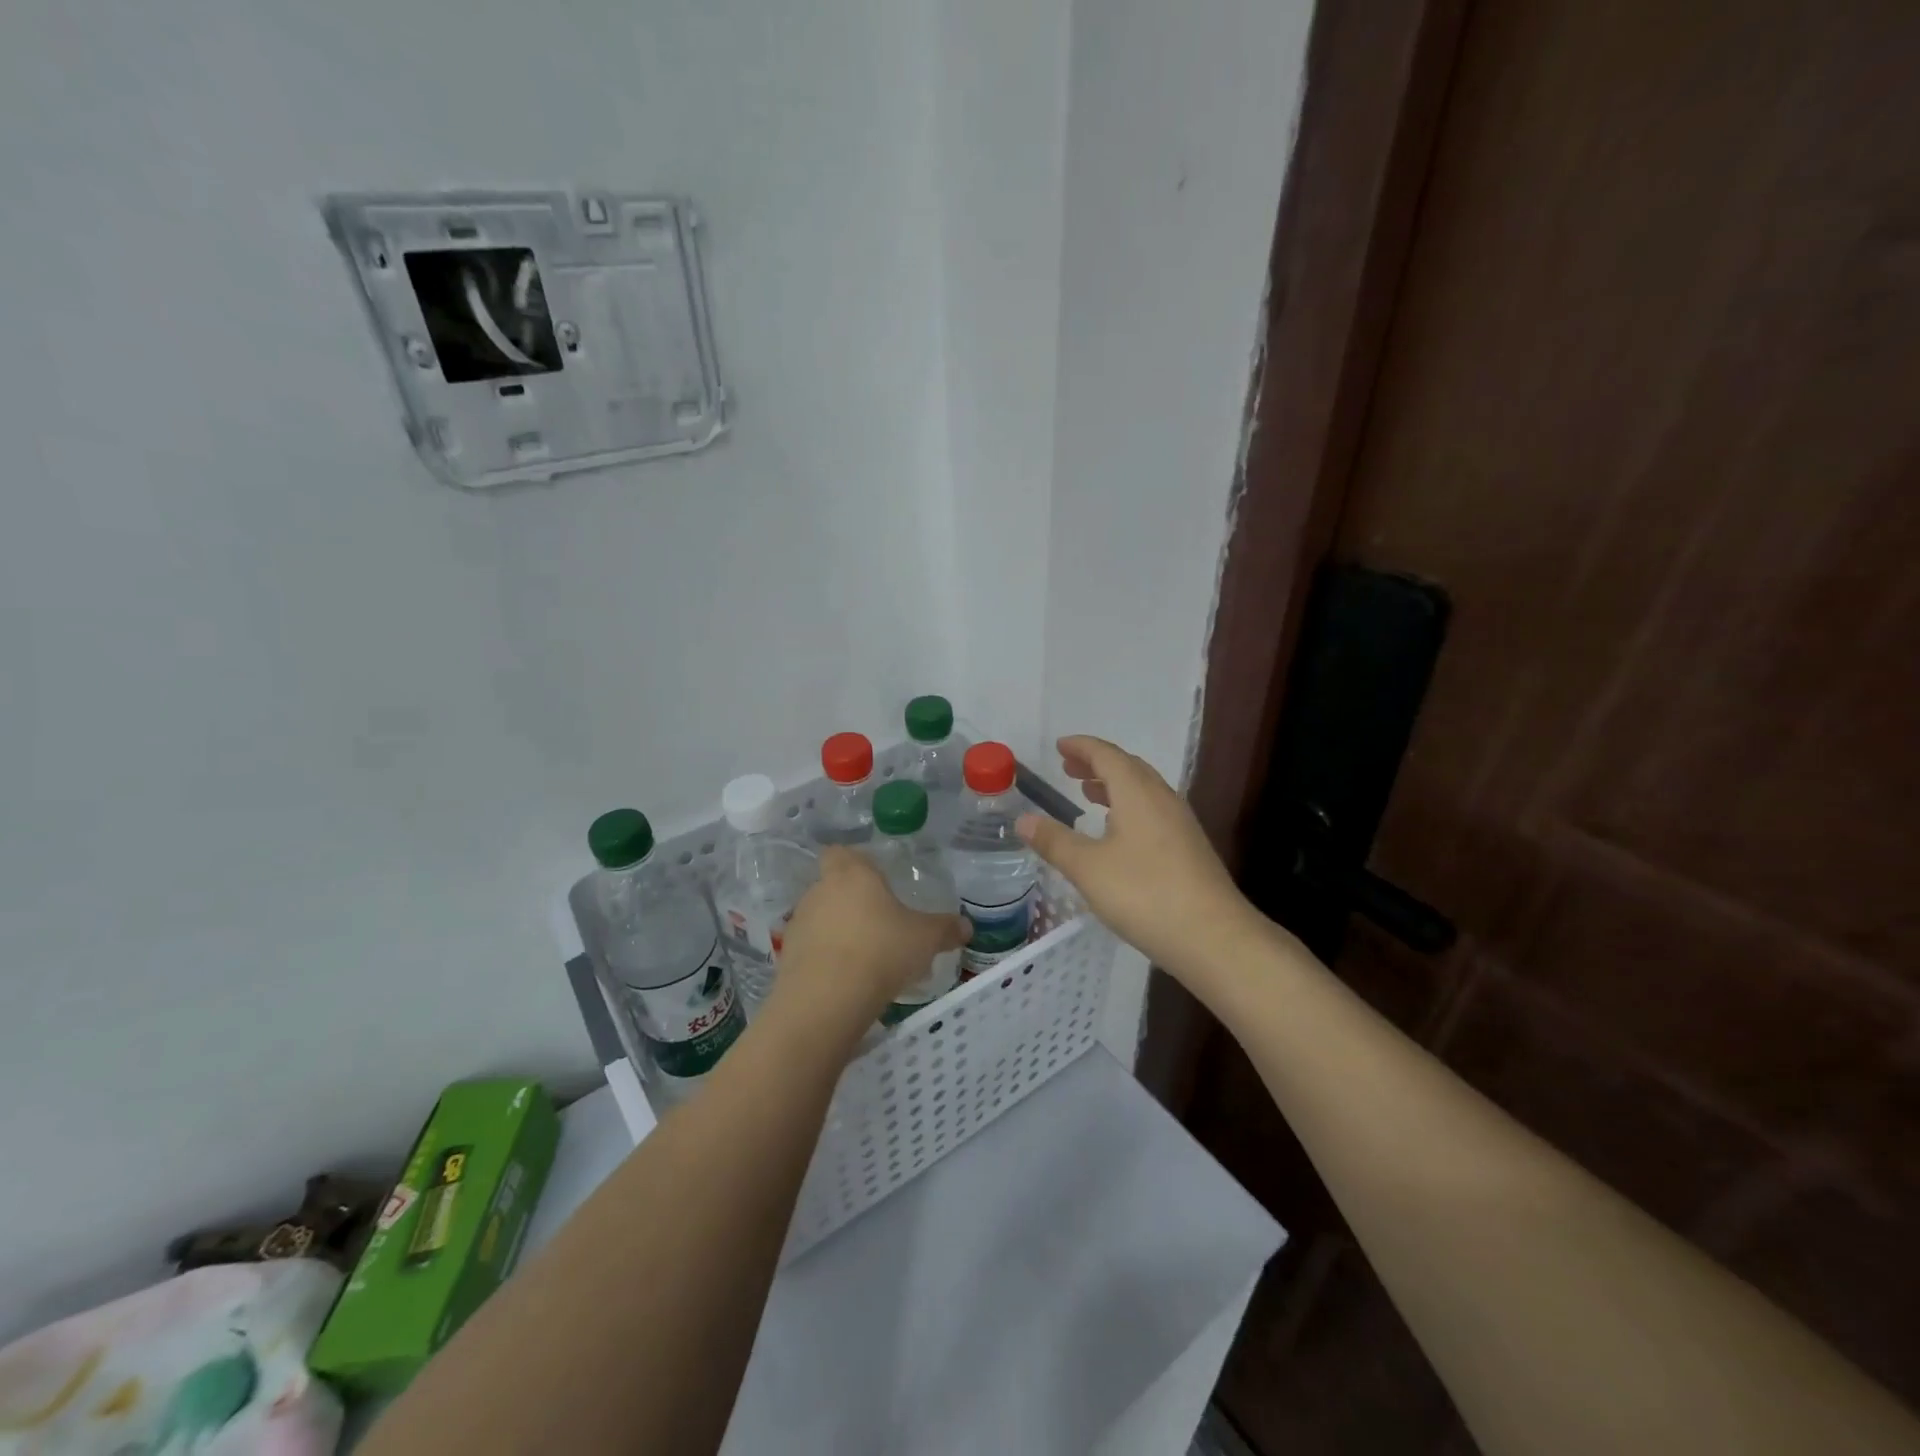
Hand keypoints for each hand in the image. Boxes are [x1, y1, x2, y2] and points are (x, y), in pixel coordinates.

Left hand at [772, 847, 968, 1029]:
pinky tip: (847, 980)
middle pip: (833, 886)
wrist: (826, 999)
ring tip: (865, 958)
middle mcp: (820, 890)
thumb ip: (946, 929)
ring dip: (838, 932)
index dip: (855, 863)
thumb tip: (967, 927)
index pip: (841, 852)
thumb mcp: (925, 939)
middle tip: (880, 924)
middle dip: (853, 903)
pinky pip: (811, 949)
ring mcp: (799, 922)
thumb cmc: (881, 951)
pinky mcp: (787, 955)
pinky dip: (825, 959)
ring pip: (821, 918)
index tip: (874, 880)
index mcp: (852, 874)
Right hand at [1015, 735, 1257, 979]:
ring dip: (1114, 785)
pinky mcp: (1189, 848)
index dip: (1082, 747)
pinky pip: (1153, 811)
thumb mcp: (1088, 868)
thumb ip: (1054, 841)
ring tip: (1090, 793)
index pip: (1107, 755)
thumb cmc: (1145, 894)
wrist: (1213, 937)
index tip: (1060, 745)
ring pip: (1144, 790)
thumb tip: (1023, 819)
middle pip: (1128, 768)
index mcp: (1137, 793)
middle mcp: (1162, 799)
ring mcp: (1180, 824)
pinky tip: (1119, 833)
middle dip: (1097, 763)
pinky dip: (1129, 807)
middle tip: (1069, 768)